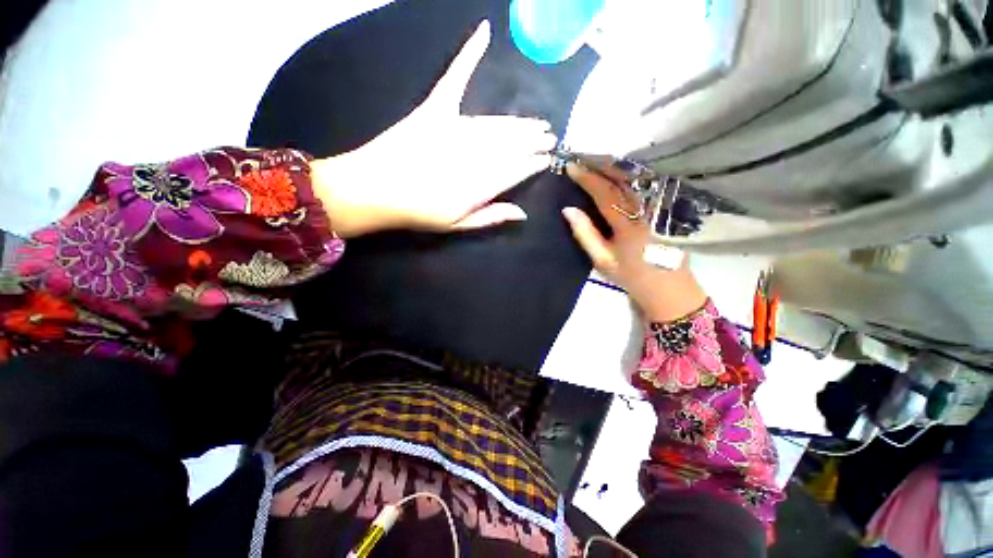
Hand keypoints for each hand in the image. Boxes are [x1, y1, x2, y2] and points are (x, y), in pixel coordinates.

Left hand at [312, 20, 555, 237]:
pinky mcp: (435, 108)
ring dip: (520, 123)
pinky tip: (484, 32)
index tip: (547, 158)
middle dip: (534, 140)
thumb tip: (522, 213)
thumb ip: (491, 217)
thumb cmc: (418, 213)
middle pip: (512, 145)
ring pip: (497, 123)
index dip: (534, 163)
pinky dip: (469, 54)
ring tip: (537, 123)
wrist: (374, 190)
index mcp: (480, 184)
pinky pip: (455, 77)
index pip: (517, 170)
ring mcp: (455, 127)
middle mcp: (475, 154)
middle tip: (549, 136)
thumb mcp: (457, 225)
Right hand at [563, 163, 706, 322]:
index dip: (587, 178)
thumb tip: (567, 210)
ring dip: (615, 168)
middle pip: (623, 179)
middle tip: (583, 158)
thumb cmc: (631, 275)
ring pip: (636, 179)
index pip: (605, 193)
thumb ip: (585, 234)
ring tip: (597, 161)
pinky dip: (628, 176)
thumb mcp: (602, 260)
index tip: (571, 167)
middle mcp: (646, 209)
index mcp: (628, 225)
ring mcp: (659, 206)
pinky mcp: (665, 207)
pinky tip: (618, 172)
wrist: (667, 287)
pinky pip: (644, 185)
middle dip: (602, 166)